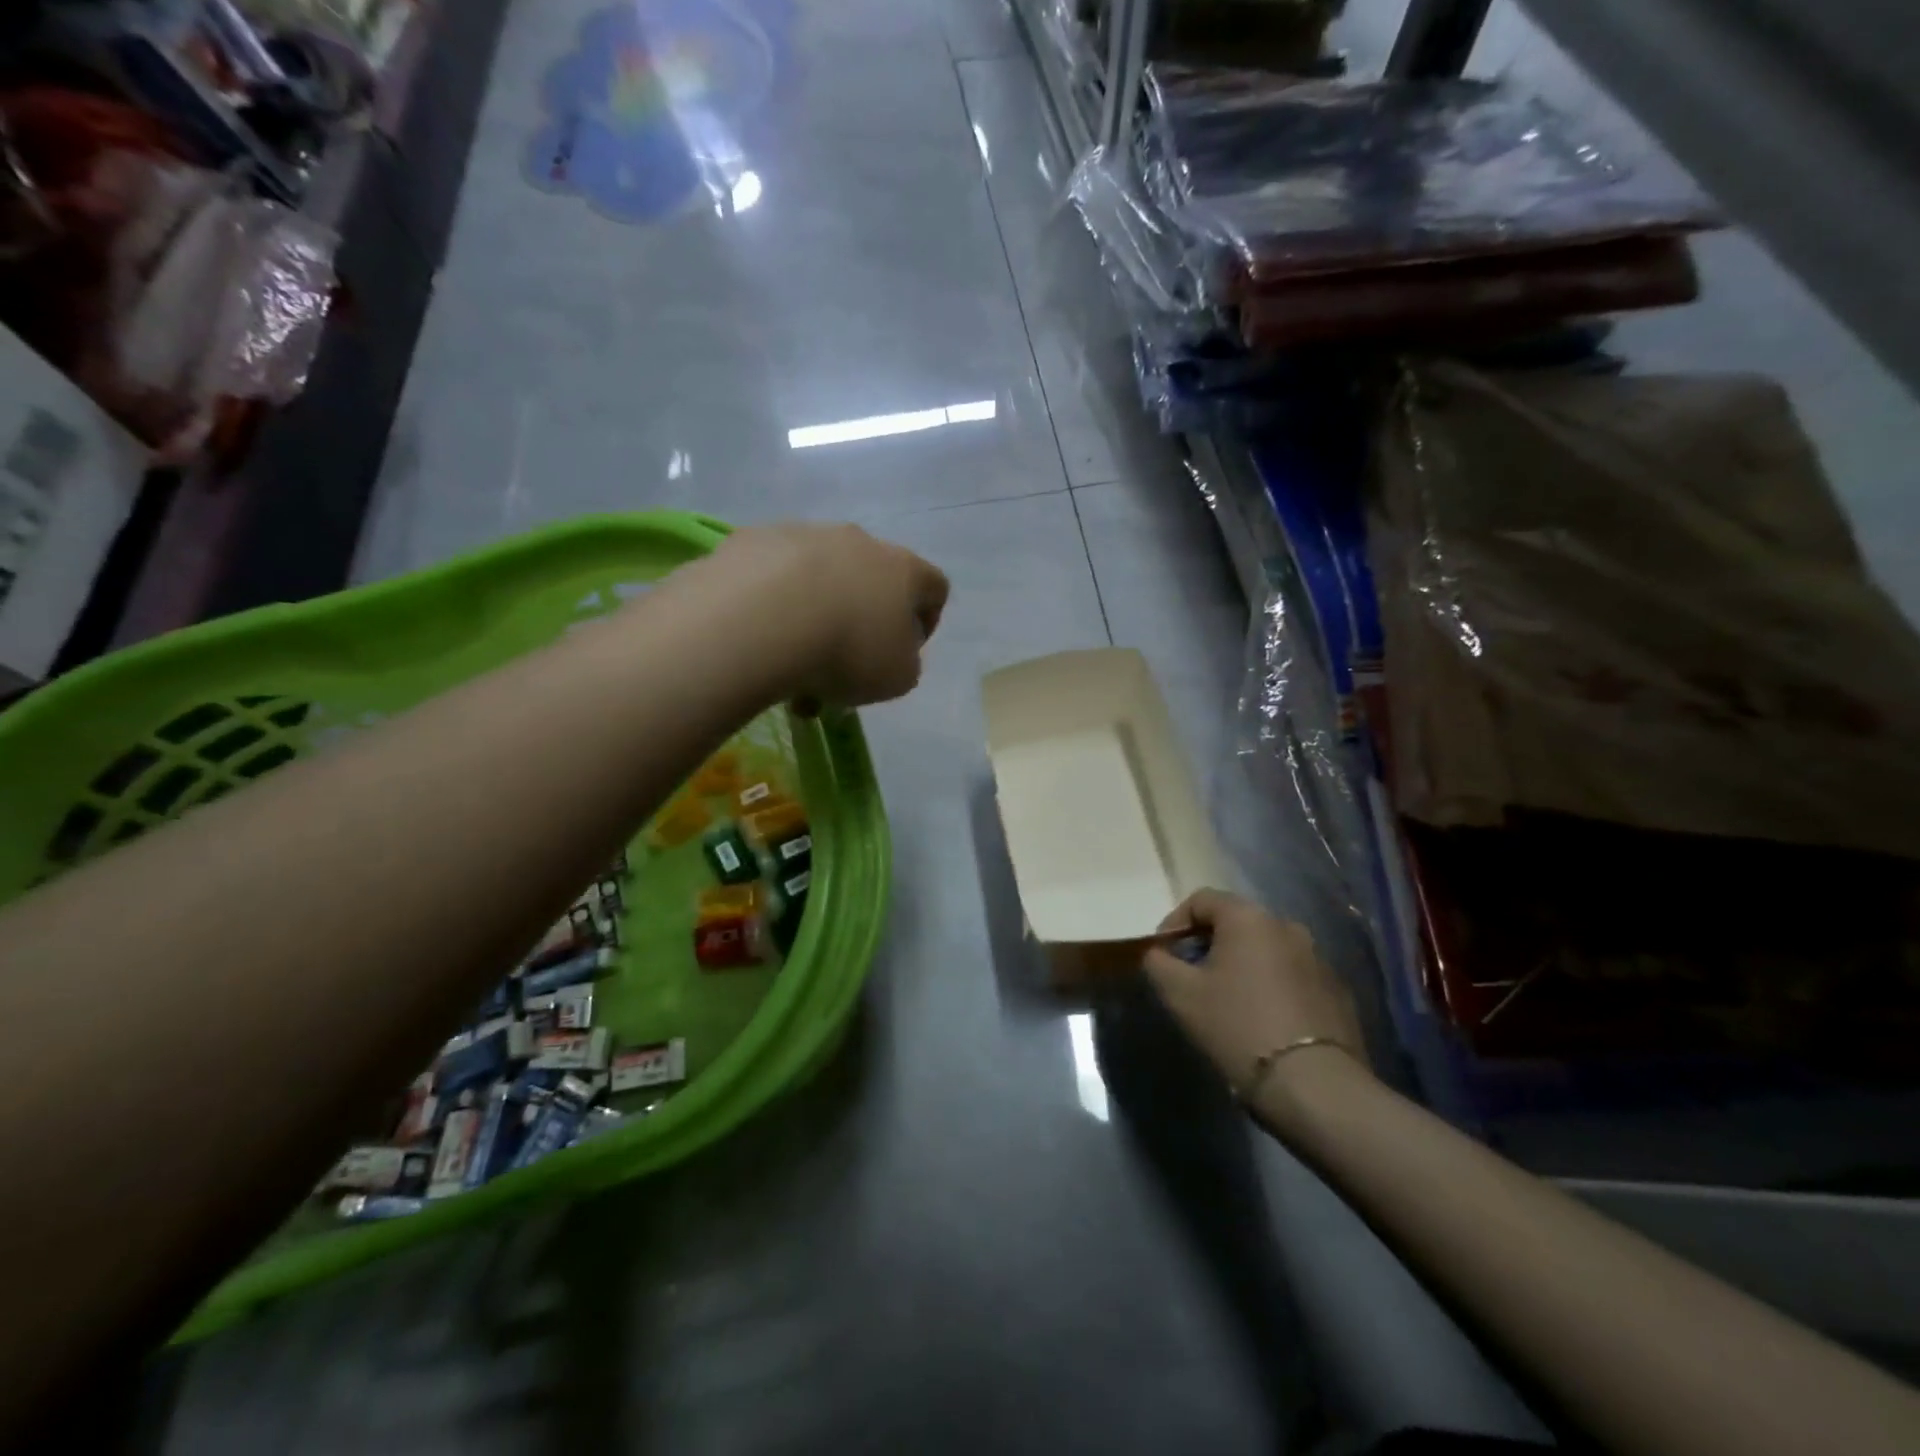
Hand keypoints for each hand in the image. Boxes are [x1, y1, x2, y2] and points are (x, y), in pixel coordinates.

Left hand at [703, 523, 948, 709]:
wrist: (760, 618)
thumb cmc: (847, 651)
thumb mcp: (897, 678)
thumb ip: (905, 662)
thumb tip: (891, 651)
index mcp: (903, 570)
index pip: (934, 586)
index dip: (926, 621)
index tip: (905, 653)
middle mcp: (858, 541)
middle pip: (871, 578)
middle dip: (860, 619)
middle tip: (842, 663)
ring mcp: (804, 533)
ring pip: (818, 574)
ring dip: (814, 611)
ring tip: (791, 658)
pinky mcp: (755, 538)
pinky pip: (772, 573)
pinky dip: (772, 601)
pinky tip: (759, 634)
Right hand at [1143, 889, 1366, 1095]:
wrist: (1314, 1085)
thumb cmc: (1237, 1026)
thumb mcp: (1179, 994)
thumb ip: (1158, 963)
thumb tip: (1158, 953)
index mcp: (1248, 918)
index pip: (1202, 900)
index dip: (1174, 922)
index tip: (1163, 955)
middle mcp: (1287, 926)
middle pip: (1236, 923)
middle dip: (1209, 944)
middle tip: (1191, 978)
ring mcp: (1318, 958)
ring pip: (1266, 950)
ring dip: (1242, 966)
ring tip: (1227, 1001)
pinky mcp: (1337, 991)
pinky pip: (1292, 976)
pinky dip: (1271, 987)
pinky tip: (1263, 1021)